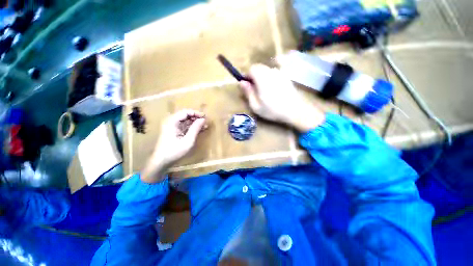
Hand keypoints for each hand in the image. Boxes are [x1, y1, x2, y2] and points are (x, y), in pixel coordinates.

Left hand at [141, 110, 206, 182]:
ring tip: (205, 126)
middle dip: (196, 117)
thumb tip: (203, 119)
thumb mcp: (188, 140)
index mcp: (172, 122)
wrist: (161, 161)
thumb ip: (195, 129)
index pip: (186, 112)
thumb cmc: (174, 151)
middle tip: (205, 121)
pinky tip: (199, 130)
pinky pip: (184, 126)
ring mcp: (172, 127)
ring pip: (186, 121)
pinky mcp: (174, 131)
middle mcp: (171, 122)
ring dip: (195, 122)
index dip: (196, 113)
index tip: (205, 117)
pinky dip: (192, 127)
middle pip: (185, 115)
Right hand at [239, 64, 324, 131]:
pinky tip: (272, 88)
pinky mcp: (285, 76)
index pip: (251, 69)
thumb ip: (248, 93)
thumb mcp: (256, 106)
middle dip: (254, 76)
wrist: (294, 111)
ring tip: (263, 90)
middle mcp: (271, 72)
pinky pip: (274, 72)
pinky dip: (270, 77)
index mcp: (262, 79)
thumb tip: (241, 82)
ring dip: (262, 76)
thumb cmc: (273, 110)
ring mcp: (280, 73)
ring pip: (266, 69)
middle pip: (259, 67)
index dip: (247, 76)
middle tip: (255, 89)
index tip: (247, 85)